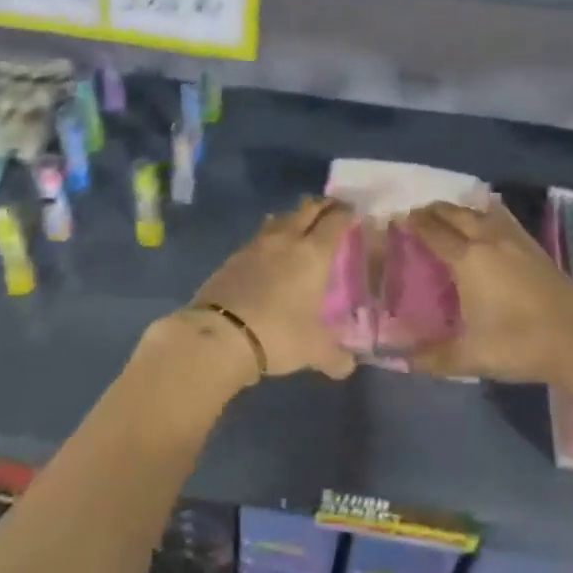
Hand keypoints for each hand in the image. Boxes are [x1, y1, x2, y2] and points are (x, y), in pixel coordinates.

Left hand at [188, 196, 358, 380]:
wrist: (220, 334)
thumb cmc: (278, 334)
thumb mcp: (313, 350)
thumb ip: (334, 356)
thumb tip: (347, 367)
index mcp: (312, 254)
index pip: (333, 222)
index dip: (345, 213)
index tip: (352, 210)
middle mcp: (285, 241)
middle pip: (306, 210)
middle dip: (320, 206)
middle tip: (330, 207)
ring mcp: (255, 247)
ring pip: (278, 220)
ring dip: (292, 217)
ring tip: (298, 223)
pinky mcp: (232, 258)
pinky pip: (257, 238)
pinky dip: (268, 237)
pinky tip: (268, 250)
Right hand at [403, 200, 572, 384]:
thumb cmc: (519, 346)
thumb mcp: (470, 357)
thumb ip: (431, 357)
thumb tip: (398, 360)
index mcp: (468, 261)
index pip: (433, 233)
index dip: (413, 224)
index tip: (398, 220)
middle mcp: (489, 241)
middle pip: (456, 214)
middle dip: (433, 212)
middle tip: (416, 216)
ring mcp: (516, 241)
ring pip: (481, 212)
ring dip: (459, 210)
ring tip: (446, 216)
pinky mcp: (535, 248)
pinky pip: (503, 219)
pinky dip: (486, 214)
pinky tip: (486, 223)